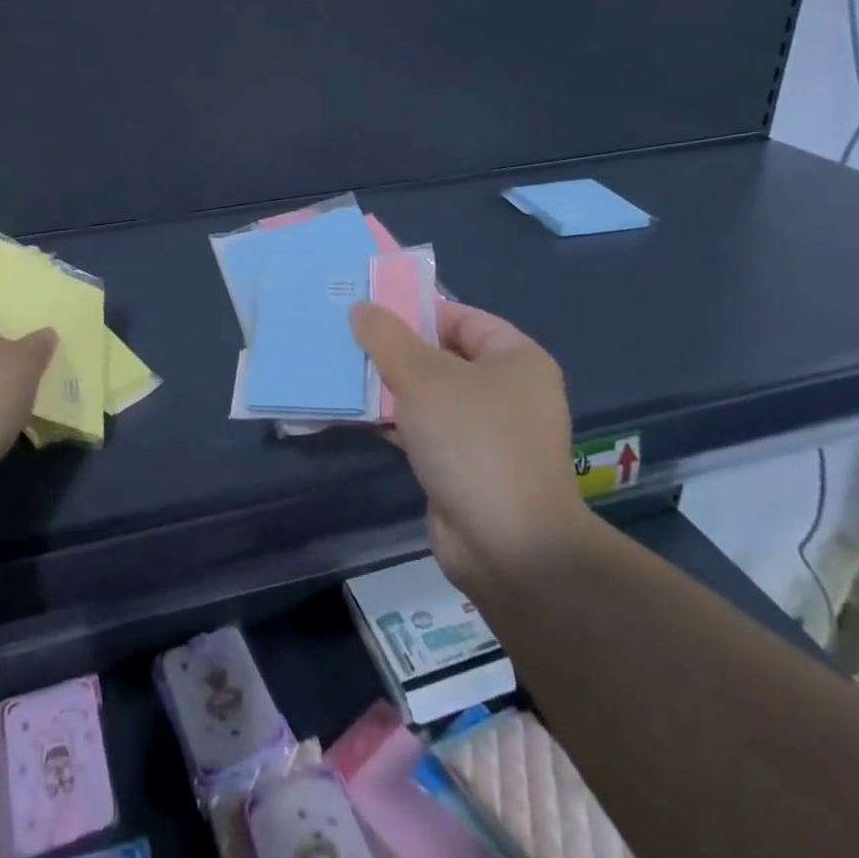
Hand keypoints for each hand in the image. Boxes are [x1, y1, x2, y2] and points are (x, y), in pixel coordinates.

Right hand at [350, 299, 596, 603]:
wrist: (510, 548)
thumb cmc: (473, 441)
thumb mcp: (423, 377)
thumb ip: (387, 338)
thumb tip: (361, 309)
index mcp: (516, 359)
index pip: (461, 318)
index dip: (416, 311)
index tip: (369, 312)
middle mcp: (508, 392)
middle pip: (442, 356)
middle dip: (394, 350)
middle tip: (347, 340)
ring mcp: (488, 433)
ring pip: (429, 396)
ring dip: (389, 388)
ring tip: (342, 373)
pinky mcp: (465, 467)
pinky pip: (424, 430)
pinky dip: (394, 422)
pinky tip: (356, 415)